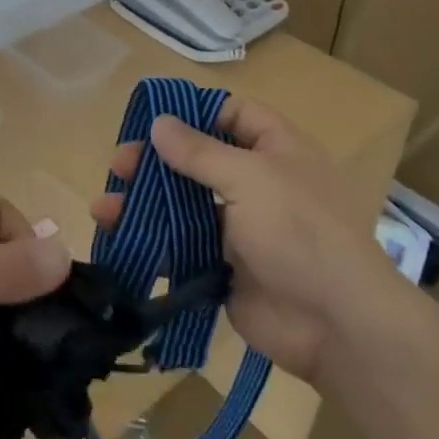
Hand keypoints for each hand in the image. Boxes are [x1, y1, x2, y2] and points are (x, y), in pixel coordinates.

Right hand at [91, 97, 396, 381]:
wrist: (335, 324)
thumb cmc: (298, 231)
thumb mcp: (249, 178)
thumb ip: (199, 152)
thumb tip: (159, 123)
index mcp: (276, 150)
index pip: (234, 115)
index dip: (196, 113)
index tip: (152, 120)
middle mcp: (258, 183)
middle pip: (199, 161)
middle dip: (156, 162)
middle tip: (119, 166)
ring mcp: (240, 228)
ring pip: (184, 206)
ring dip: (144, 204)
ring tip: (103, 209)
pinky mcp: (223, 267)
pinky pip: (182, 247)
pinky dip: (152, 244)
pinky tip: (119, 241)